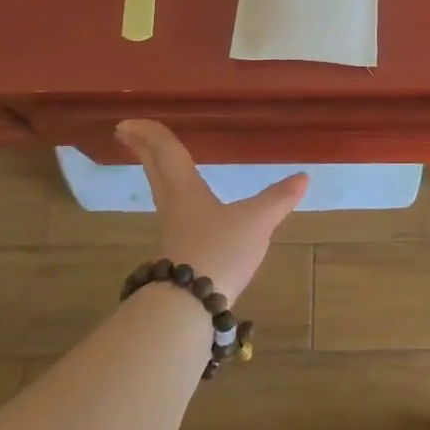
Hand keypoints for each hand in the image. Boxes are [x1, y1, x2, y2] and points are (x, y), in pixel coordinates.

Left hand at [115, 120, 307, 302]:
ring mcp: (174, 231)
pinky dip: (174, 196)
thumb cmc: (218, 251)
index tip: (126, 123)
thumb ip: (278, 199)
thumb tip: (303, 177)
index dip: (149, 134)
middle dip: (143, 149)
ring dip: (156, 171)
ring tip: (158, 162)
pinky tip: (189, 207)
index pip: (165, 152)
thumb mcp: (256, 222)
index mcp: (185, 189)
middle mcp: (173, 205)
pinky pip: (173, 211)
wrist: (189, 306)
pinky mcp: (179, 252)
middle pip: (155, 170)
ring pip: (161, 190)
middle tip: (126, 133)